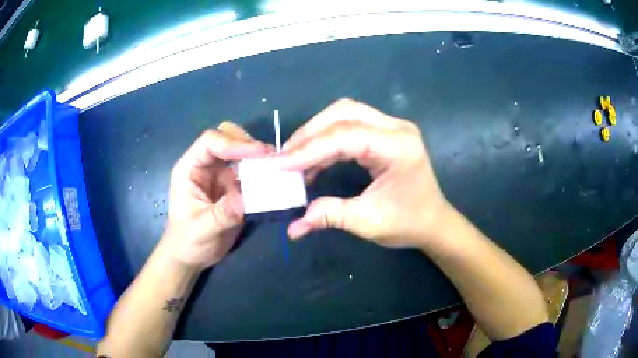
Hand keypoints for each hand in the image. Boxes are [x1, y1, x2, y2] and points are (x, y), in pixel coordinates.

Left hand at [164, 122, 272, 269]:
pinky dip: (262, 172)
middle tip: (270, 159)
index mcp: (190, 168)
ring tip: (276, 168)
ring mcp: (220, 173)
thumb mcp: (202, 230)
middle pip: (227, 136)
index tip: (260, 154)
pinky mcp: (233, 185)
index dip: (235, 143)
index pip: (211, 142)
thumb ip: (223, 214)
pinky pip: (250, 170)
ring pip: (240, 150)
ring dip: (258, 156)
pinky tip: (274, 180)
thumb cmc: (188, 241)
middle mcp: (205, 165)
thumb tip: (249, 198)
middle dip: (248, 143)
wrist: (191, 256)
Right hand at [277, 99, 451, 247]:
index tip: (280, 164)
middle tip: (284, 156)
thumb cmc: (409, 223)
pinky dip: (327, 140)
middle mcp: (396, 128)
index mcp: (398, 147)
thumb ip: (330, 215)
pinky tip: (313, 160)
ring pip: (345, 114)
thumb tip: (293, 227)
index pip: (346, 136)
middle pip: (343, 113)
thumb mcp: (369, 222)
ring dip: (316, 133)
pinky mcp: (386, 133)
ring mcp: (392, 127)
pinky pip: (350, 126)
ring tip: (293, 157)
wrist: (434, 222)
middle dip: (309, 133)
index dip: (309, 149)